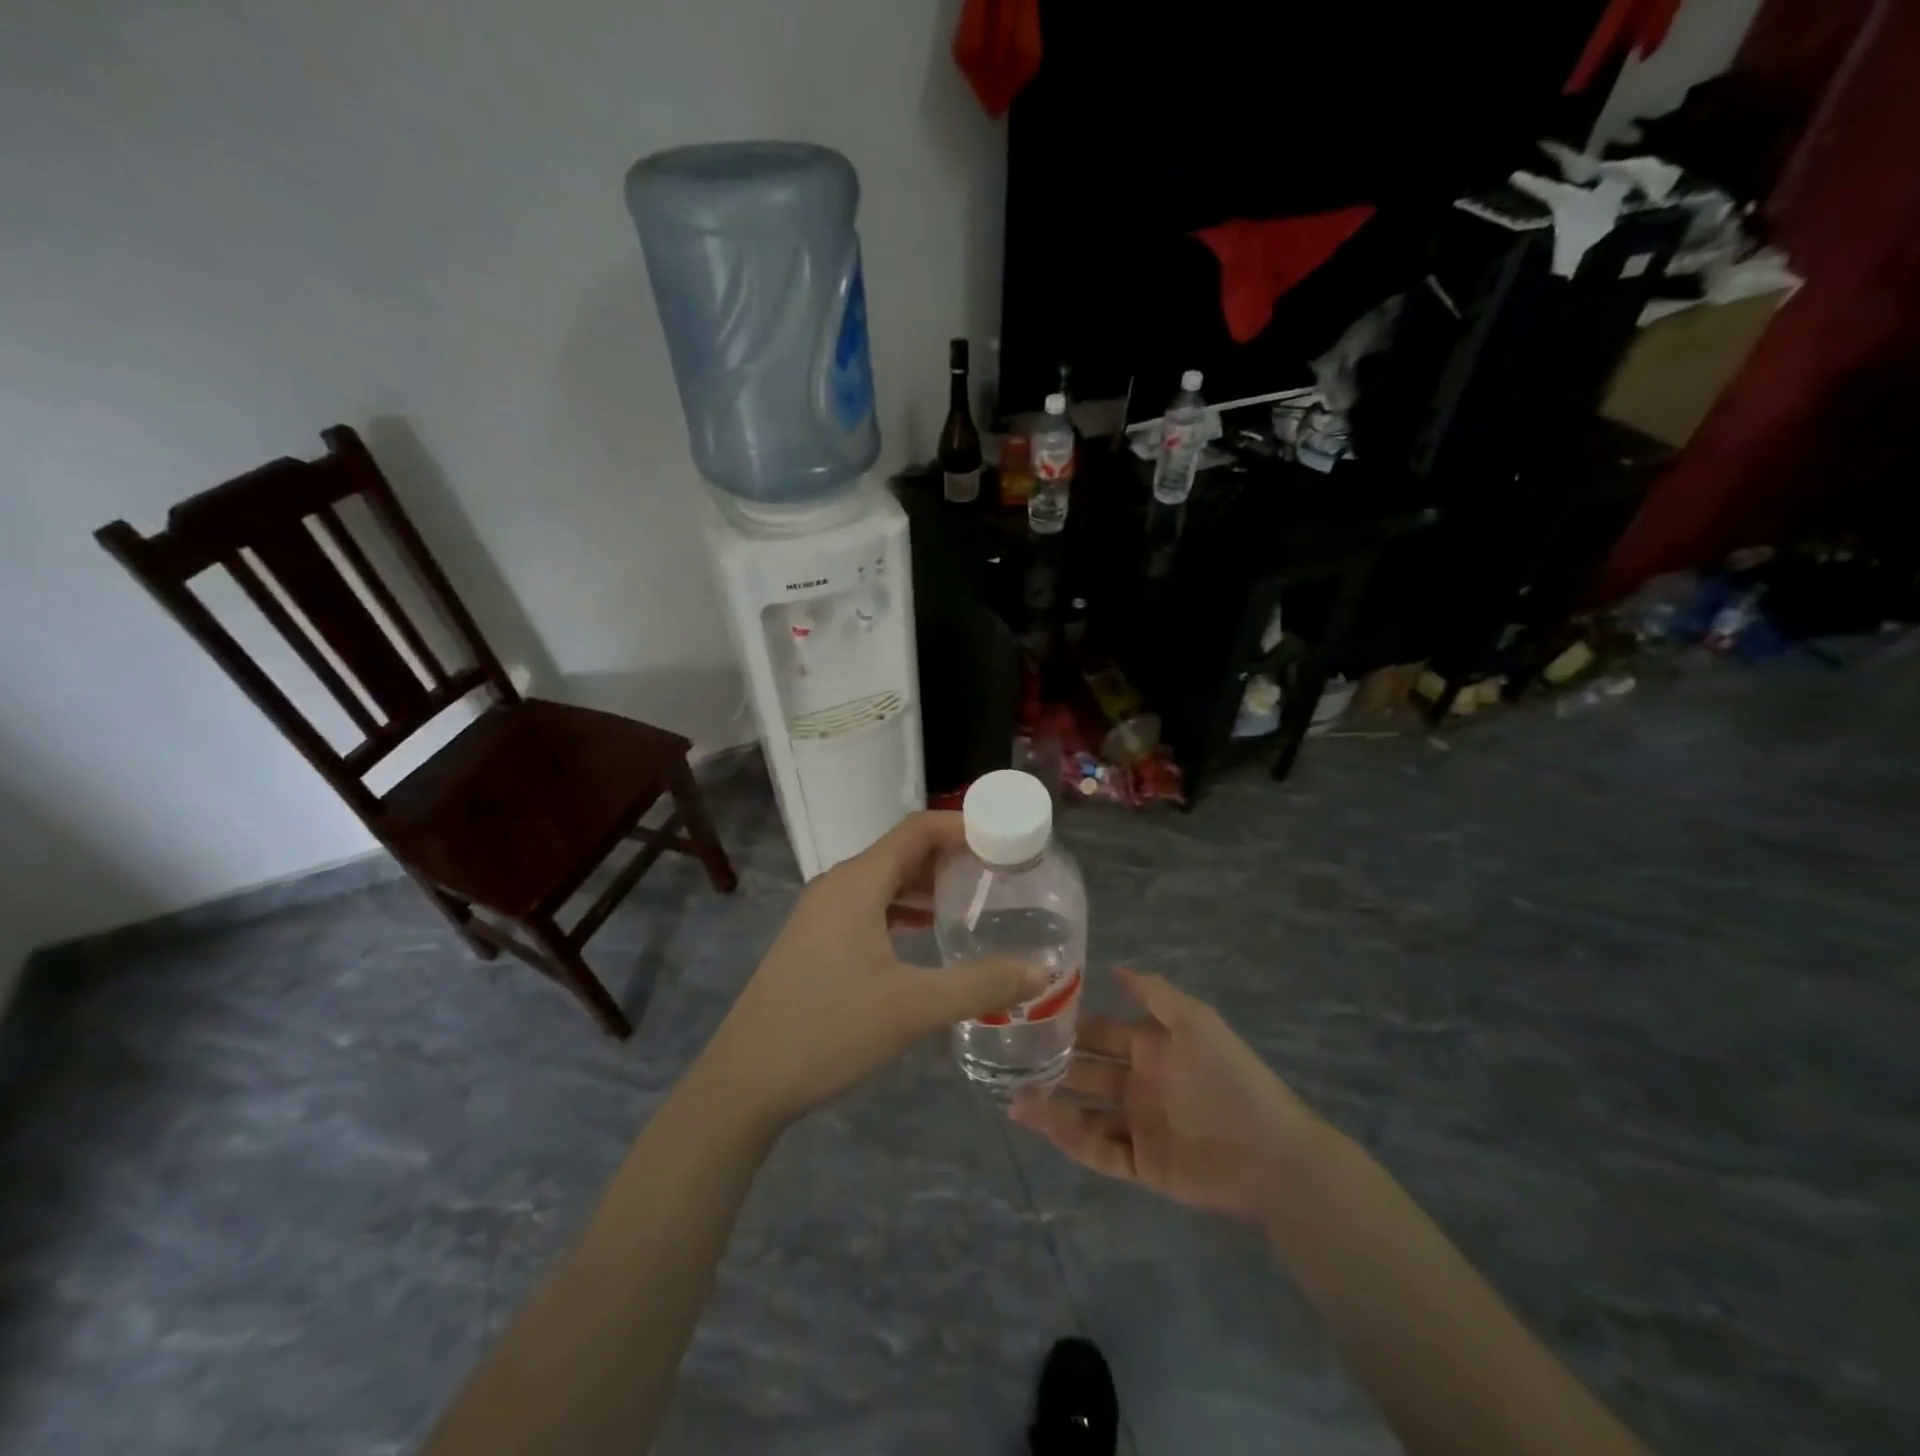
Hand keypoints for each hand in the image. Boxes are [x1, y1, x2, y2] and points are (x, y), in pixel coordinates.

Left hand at [698, 812, 1045, 1133]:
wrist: (745, 1081)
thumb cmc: (829, 1030)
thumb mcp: (913, 1008)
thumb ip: (981, 984)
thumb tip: (1042, 971)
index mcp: (857, 883)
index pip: (918, 829)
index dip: (963, 826)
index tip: (1006, 840)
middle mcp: (837, 886)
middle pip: (901, 852)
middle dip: (951, 856)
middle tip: (1000, 873)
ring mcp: (820, 914)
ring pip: (883, 882)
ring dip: (926, 885)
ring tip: (972, 901)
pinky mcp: (814, 941)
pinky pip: (868, 908)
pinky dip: (902, 910)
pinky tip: (925, 936)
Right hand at [1010, 968, 1318, 1223]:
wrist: (1271, 1154)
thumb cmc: (1230, 1078)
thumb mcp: (1196, 1023)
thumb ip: (1155, 994)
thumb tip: (1114, 968)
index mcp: (1152, 1049)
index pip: (1102, 1033)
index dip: (1071, 1025)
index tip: (1032, 1018)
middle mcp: (1140, 1084)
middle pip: (1088, 1072)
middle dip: (1054, 1066)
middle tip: (1012, 1061)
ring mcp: (1139, 1126)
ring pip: (1085, 1113)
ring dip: (1052, 1105)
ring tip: (1014, 1099)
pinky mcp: (1142, 1164)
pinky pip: (1098, 1150)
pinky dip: (1070, 1138)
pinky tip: (1042, 1124)